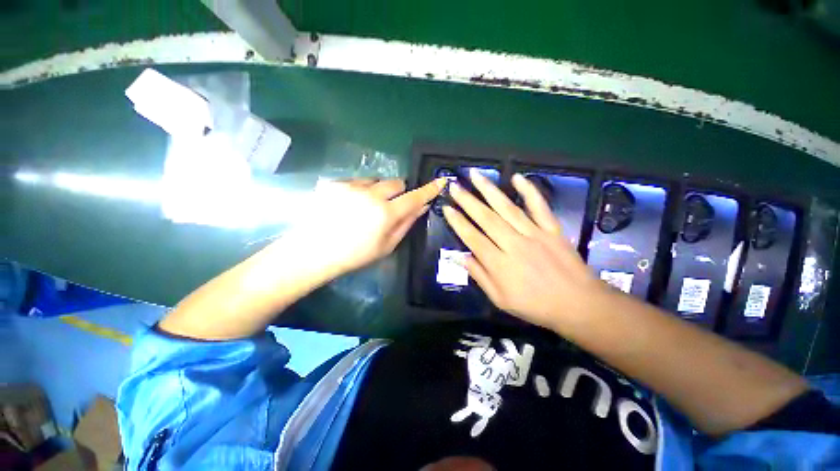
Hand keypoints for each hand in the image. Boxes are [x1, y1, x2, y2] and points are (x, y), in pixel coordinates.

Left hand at [295, 177, 446, 277]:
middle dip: (398, 192)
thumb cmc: (355, 255)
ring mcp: (350, 186)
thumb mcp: (387, 245)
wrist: (314, 252)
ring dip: (376, 191)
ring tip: (364, 207)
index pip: (414, 197)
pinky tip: (347, 205)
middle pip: (396, 182)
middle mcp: (370, 194)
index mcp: (386, 213)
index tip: (440, 181)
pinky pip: (356, 181)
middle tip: (389, 206)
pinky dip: (358, 190)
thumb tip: (422, 207)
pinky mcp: (334, 183)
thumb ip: (406, 224)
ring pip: (375, 180)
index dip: (429, 189)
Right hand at [443, 171, 607, 329]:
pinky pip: (539, 206)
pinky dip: (529, 190)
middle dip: (467, 200)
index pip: (472, 238)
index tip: (447, 208)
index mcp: (499, 263)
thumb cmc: (535, 306)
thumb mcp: (500, 299)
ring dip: (489, 190)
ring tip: (475, 175)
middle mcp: (513, 244)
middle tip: (454, 185)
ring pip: (507, 208)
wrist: (578, 305)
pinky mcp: (552, 229)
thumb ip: (480, 276)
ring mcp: (534, 234)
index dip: (457, 222)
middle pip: (486, 218)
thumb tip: (461, 258)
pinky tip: (518, 177)